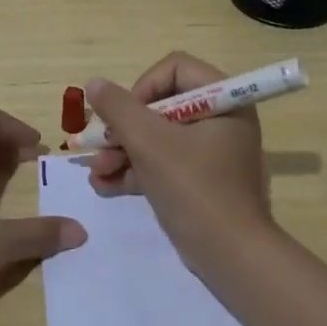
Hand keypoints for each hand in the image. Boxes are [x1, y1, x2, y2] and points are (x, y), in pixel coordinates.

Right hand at [84, 52, 274, 274]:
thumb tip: (95, 83)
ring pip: (158, 138)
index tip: (124, 117)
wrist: (231, 257)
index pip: (175, 68)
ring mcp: (211, 152)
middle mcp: (220, 119)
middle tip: (99, 148)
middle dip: (124, 129)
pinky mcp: (200, 181)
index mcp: (223, 99)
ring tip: (96, 174)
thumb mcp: (150, 143)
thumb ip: (119, 108)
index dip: (142, 87)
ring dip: (123, 152)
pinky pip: (164, 164)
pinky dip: (136, 172)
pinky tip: (104, 187)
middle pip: (161, 105)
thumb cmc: (194, 188)